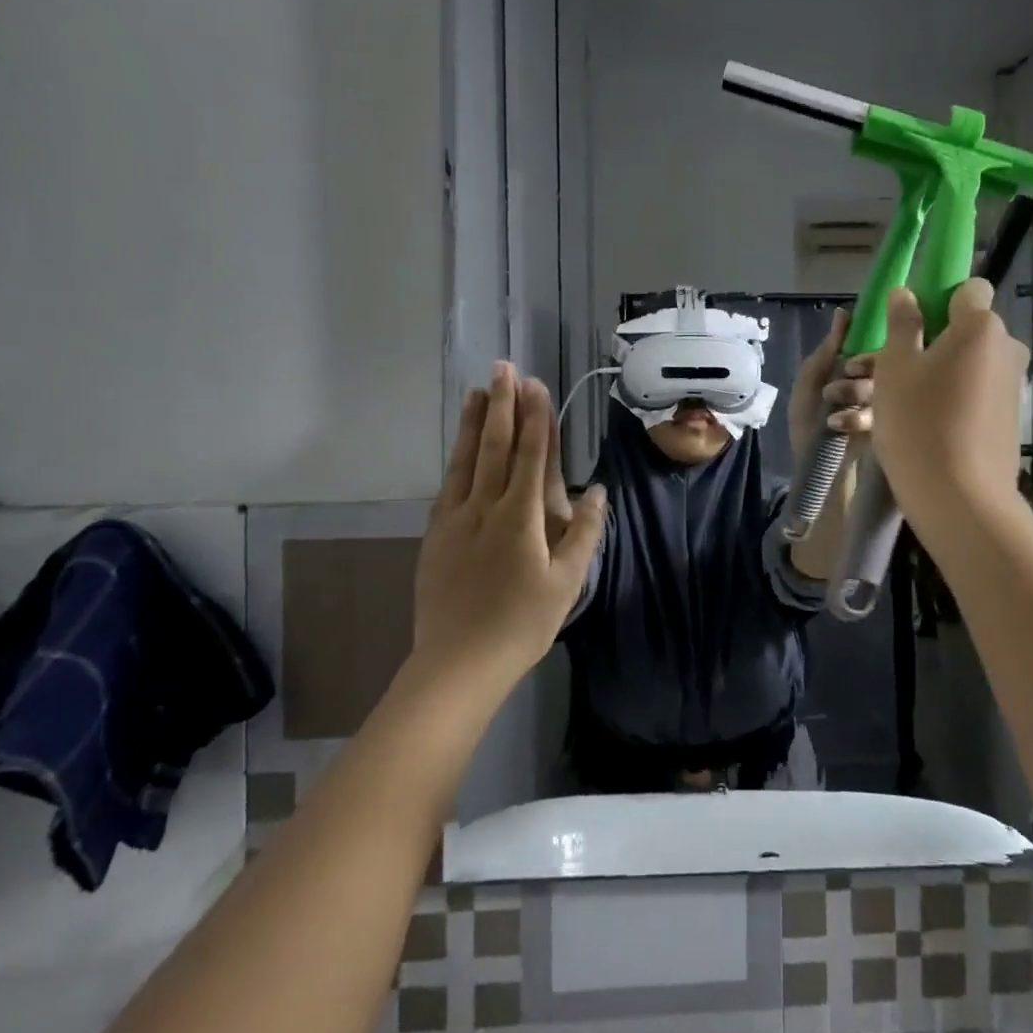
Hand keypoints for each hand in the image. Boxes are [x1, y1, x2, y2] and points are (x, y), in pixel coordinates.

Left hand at [414, 363, 607, 677]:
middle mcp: (484, 508)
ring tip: (477, 391)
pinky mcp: (435, 536)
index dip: (535, 418)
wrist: (457, 664)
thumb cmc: (521, 624)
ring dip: (475, 424)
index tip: (535, 385)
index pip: (531, 456)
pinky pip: (448, 485)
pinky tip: (460, 448)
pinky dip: (457, 459)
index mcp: (520, 517)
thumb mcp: (567, 583)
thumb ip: (584, 532)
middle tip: (502, 368)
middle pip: (496, 447)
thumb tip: (596, 489)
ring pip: (466, 460)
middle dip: (502, 406)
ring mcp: (454, 520)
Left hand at [788, 308, 876, 458]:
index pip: (874, 346)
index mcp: (858, 368)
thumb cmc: (808, 422)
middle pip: (884, 365)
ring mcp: (884, 406)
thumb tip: (843, 312)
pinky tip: (837, 423)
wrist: (813, 467)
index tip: (850, 365)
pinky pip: (885, 414)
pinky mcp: (889, 429)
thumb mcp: (809, 382)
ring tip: (832, 406)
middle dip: (861, 372)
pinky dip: (859, 417)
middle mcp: (875, 383)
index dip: (866, 352)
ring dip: (855, 394)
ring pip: (885, 387)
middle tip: (843, 382)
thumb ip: (828, 349)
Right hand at [869, 280, 1028, 521]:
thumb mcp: (895, 367)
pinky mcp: (1007, 417)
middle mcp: (1005, 349)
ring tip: (885, 405)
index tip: (909, 325)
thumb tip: (906, 293)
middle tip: (884, 370)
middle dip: (928, 342)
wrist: (959, 498)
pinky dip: (945, 400)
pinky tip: (912, 426)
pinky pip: (971, 394)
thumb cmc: (919, 422)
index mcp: (980, 327)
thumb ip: (902, 324)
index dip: (938, 298)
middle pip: (964, 330)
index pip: (968, 289)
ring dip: (930, 375)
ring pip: (963, 366)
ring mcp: (1010, 385)